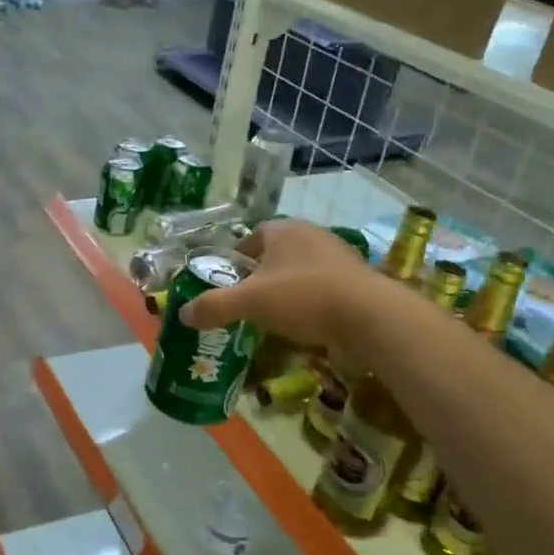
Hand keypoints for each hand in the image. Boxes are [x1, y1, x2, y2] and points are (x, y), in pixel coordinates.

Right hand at [179, 219, 382, 346]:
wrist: (370, 317)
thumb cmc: (303, 297)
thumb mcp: (249, 303)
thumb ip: (213, 306)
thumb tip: (182, 313)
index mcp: (282, 230)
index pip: (249, 238)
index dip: (235, 261)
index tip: (227, 284)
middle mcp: (310, 234)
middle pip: (274, 255)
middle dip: (260, 277)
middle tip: (247, 303)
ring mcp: (338, 255)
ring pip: (299, 271)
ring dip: (286, 290)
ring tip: (274, 318)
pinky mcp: (357, 279)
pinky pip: (323, 287)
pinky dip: (311, 302)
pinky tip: (305, 325)